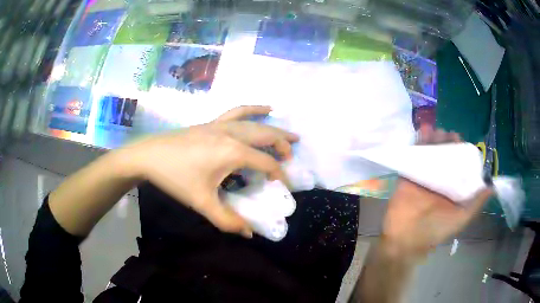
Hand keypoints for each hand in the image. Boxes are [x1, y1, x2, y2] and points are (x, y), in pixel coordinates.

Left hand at [124, 106, 297, 236]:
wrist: (149, 156)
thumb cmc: (175, 178)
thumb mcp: (202, 202)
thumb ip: (227, 220)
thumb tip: (249, 234)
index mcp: (232, 152)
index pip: (266, 163)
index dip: (279, 175)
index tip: (283, 187)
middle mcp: (232, 134)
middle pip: (266, 136)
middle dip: (283, 147)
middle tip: (292, 156)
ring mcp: (221, 125)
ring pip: (255, 123)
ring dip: (274, 129)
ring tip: (289, 135)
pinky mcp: (212, 123)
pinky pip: (237, 111)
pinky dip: (254, 109)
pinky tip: (266, 107)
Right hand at [383, 128, 492, 255]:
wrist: (405, 238)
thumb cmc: (436, 230)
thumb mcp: (461, 218)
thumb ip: (476, 203)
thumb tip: (492, 187)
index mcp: (452, 190)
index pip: (459, 166)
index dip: (462, 153)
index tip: (462, 142)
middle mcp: (440, 181)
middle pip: (445, 156)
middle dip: (448, 143)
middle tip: (449, 135)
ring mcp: (424, 176)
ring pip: (431, 153)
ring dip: (434, 140)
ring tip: (438, 131)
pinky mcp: (409, 175)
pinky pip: (414, 156)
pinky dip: (418, 142)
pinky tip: (423, 131)